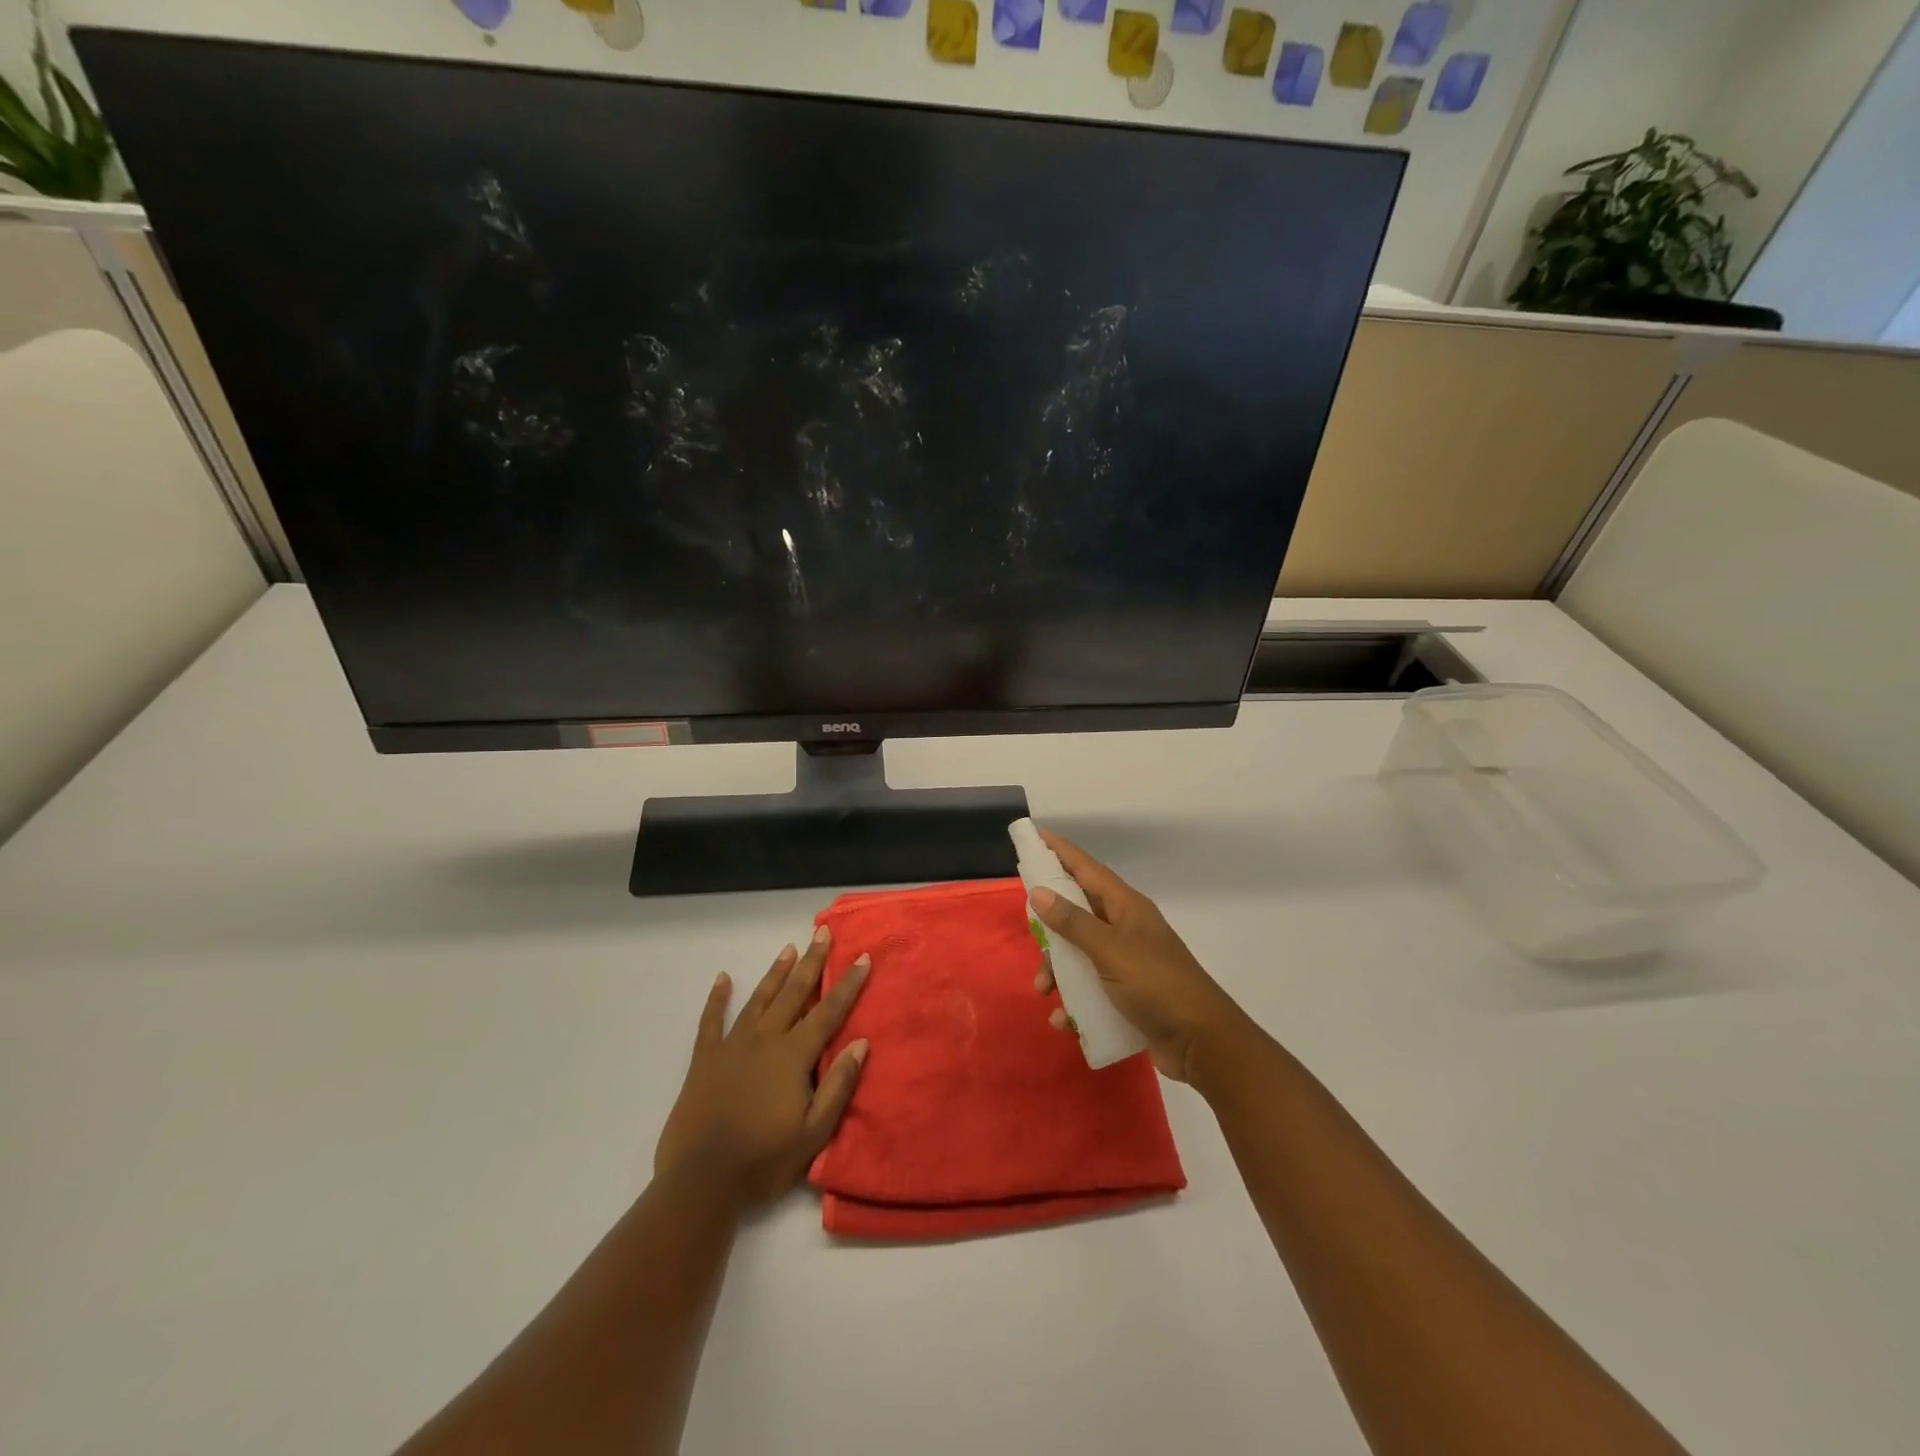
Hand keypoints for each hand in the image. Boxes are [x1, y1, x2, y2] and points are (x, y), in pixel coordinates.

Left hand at [654, 927, 871, 1210]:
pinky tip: (723, 978)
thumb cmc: (763, 1160)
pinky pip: (711, 1021)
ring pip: (759, 999)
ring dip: (776, 973)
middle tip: (822, 933)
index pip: (828, 1012)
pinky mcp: (705, 1059)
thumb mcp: (813, 1132)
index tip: (863, 957)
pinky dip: (717, 998)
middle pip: (794, 993)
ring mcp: (732, 1046)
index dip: (848, 984)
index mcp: (793, 1056)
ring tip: (788, 948)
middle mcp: (765, 1040)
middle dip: (811, 962)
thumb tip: (861, 1043)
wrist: (701, 1182)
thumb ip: (838, 1085)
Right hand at [1031, 830, 1247, 1082]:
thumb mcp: (1110, 951)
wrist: (1202, 1043)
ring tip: (1044, 990)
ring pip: (1078, 953)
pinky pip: (1088, 988)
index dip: (1060, 851)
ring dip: (1057, 970)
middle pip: (1076, 912)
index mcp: (1125, 907)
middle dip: (1049, 927)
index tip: (1033, 836)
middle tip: (1030, 933)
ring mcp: (1126, 961)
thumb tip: (1039, 892)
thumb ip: (1073, 922)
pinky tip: (1064, 1019)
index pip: (1086, 868)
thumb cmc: (1157, 985)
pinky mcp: (1125, 993)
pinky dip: (1073, 1002)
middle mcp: (1124, 928)